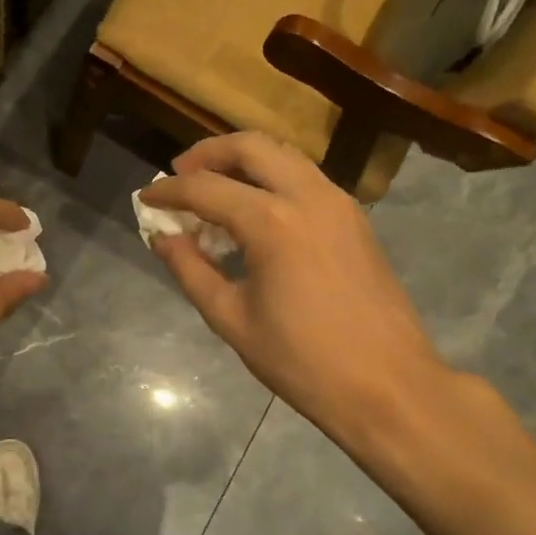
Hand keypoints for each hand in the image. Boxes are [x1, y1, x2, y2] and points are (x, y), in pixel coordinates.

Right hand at [141, 133, 456, 463]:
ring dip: (242, 161)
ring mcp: (338, 202)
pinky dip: (271, 178)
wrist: (390, 387)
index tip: (145, 196)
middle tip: (180, 176)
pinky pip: (304, 177)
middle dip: (207, 154)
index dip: (168, 191)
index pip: (204, 188)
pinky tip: (254, 211)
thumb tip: (161, 237)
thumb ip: (190, 270)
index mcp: (271, 222)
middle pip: (249, 147)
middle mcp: (307, 196)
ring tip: (214, 188)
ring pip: (282, 155)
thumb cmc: (302, 361)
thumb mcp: (231, 319)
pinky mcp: (354, 218)